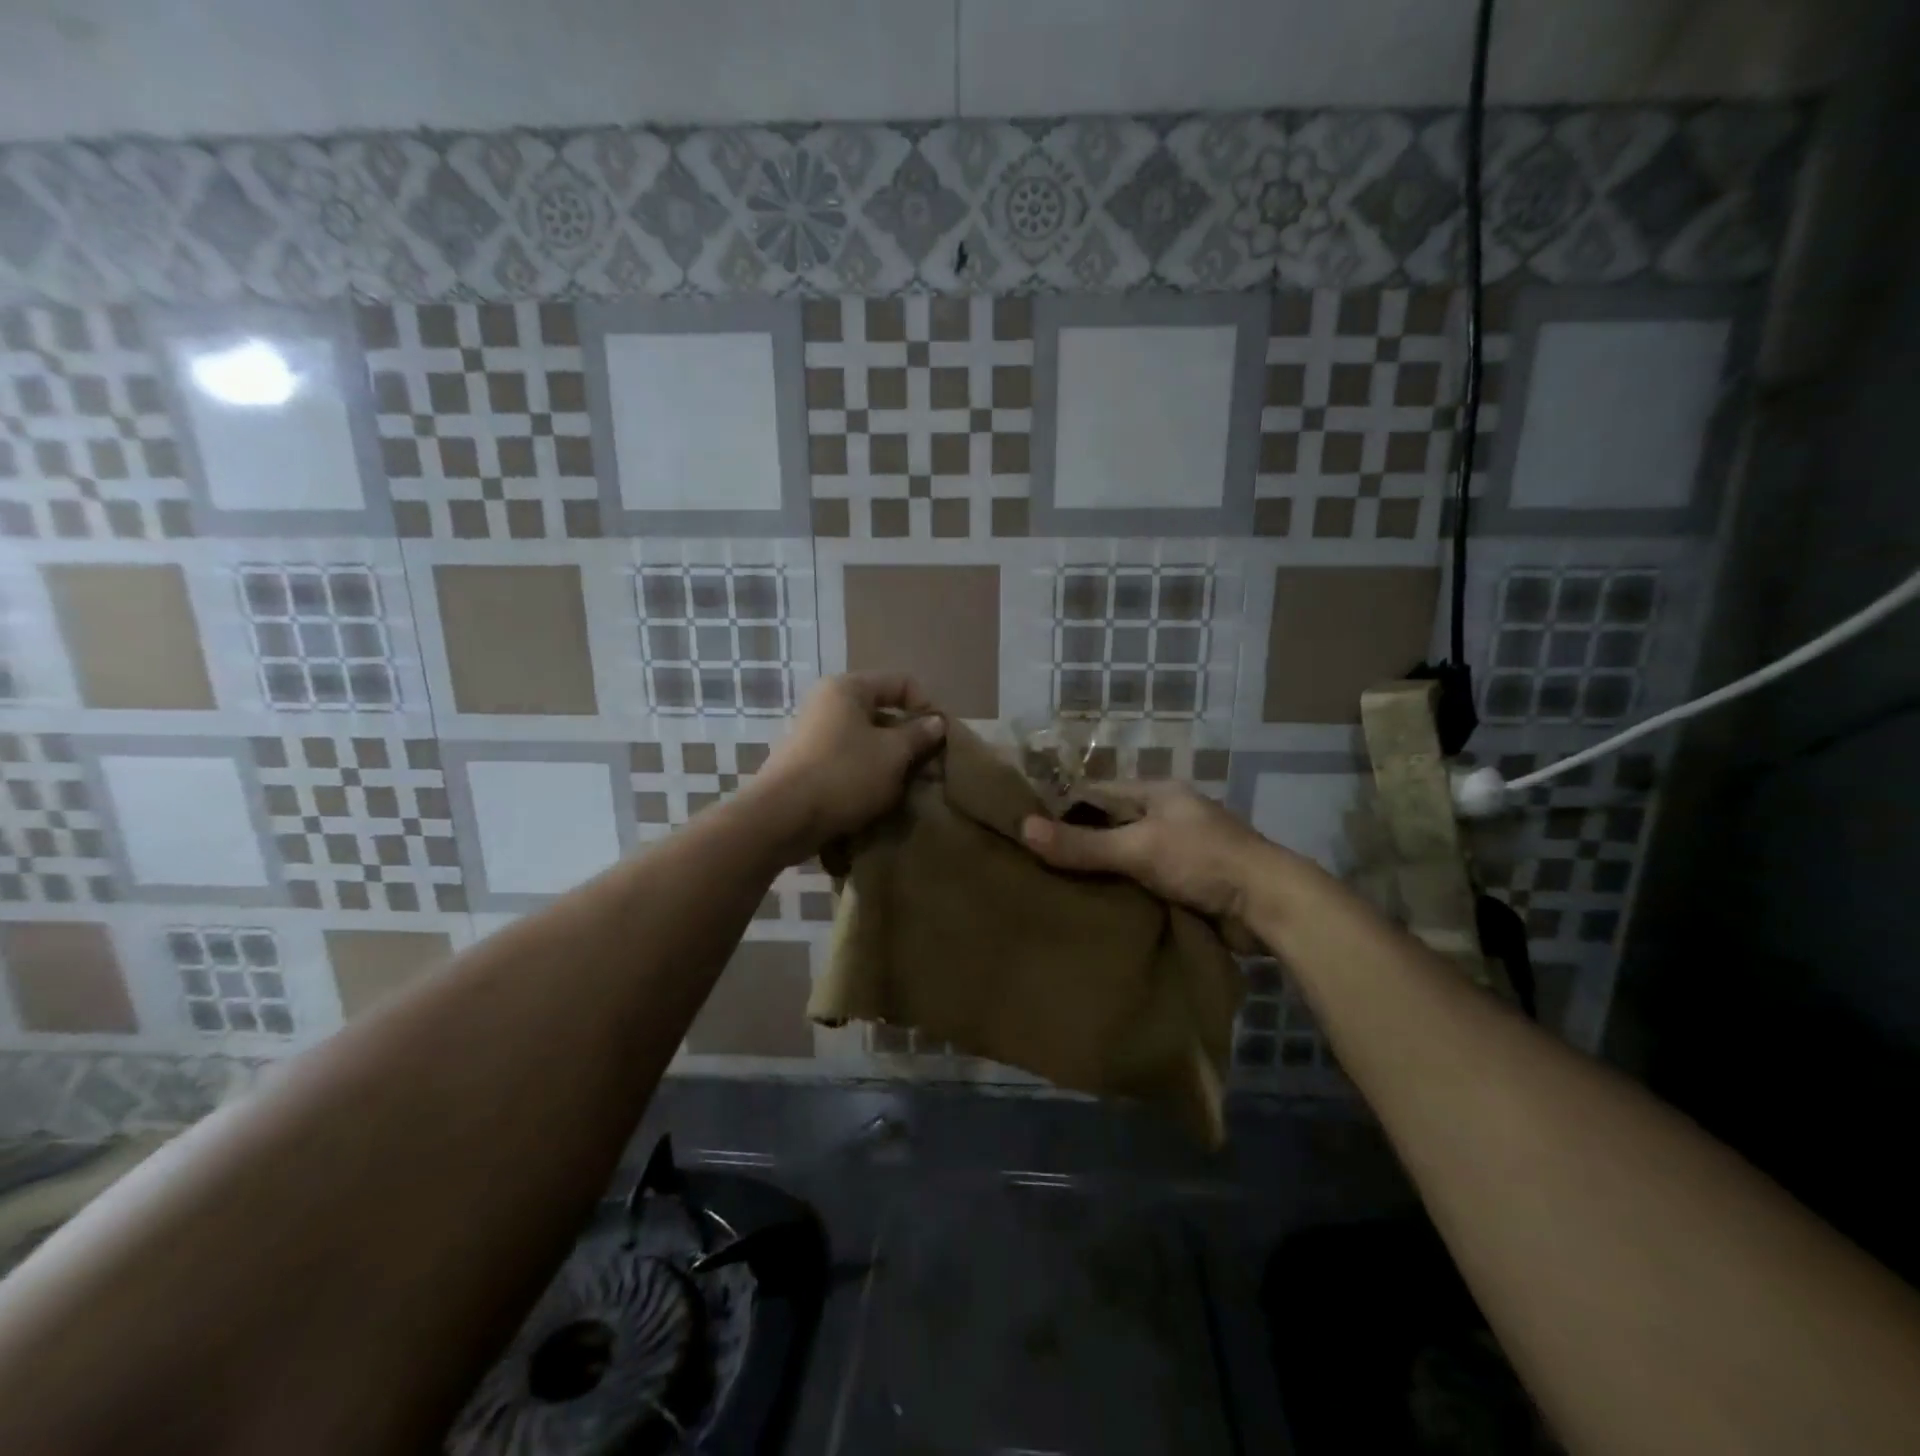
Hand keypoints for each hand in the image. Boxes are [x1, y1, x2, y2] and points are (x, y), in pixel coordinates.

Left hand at [755, 672, 945, 859]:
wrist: (782, 819)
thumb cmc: (844, 774)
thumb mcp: (893, 754)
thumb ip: (919, 735)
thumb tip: (937, 722)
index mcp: (847, 688)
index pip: (901, 683)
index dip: (926, 707)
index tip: (940, 739)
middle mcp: (827, 704)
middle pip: (882, 713)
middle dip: (909, 740)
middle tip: (927, 769)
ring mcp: (814, 735)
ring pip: (866, 741)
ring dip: (890, 762)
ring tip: (906, 788)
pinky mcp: (807, 765)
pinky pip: (848, 762)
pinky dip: (867, 776)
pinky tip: (878, 799)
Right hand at [1020, 780, 1287, 920]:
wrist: (1268, 904)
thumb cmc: (1201, 860)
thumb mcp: (1137, 848)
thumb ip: (1082, 843)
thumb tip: (1022, 829)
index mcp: (1157, 793)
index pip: (1098, 792)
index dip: (1064, 806)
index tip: (1028, 825)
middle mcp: (1167, 815)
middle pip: (1112, 825)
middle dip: (1080, 842)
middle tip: (1035, 862)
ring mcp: (1180, 849)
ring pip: (1127, 856)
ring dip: (1102, 871)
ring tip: (1055, 887)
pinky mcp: (1189, 881)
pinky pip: (1144, 881)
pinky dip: (1123, 891)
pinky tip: (1094, 906)